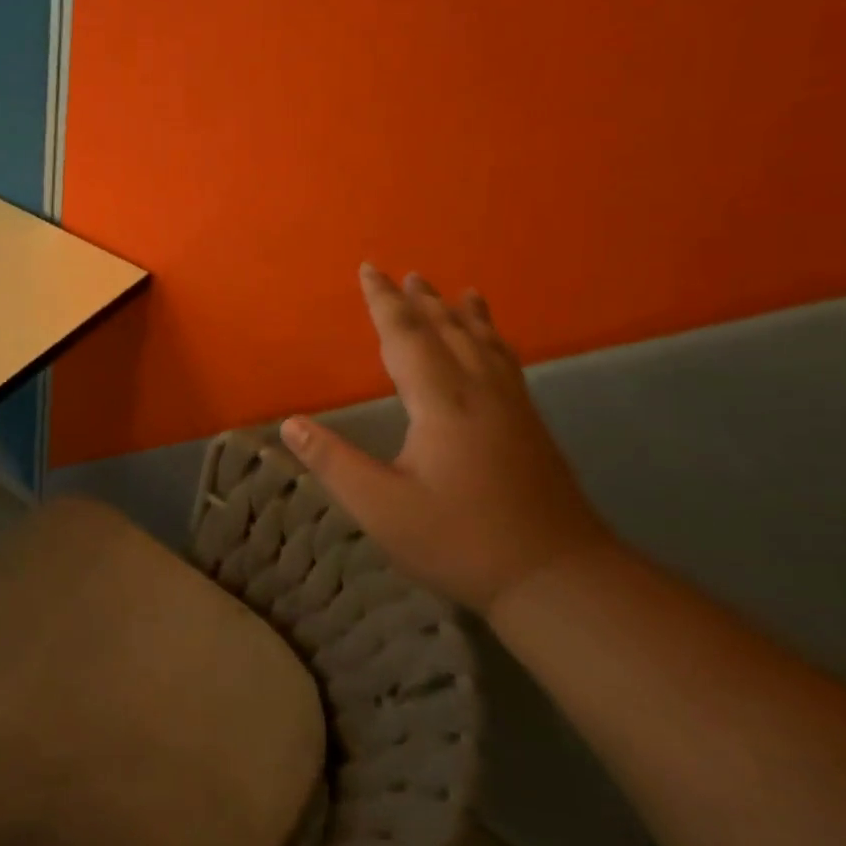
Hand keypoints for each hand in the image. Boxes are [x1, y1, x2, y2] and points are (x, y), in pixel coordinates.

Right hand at [281, 265, 615, 612]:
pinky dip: (494, 339)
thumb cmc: (460, 541)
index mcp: (442, 403)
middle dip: (422, 301)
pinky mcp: (530, 426)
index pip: (406, 336)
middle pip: (448, 331)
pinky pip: (507, 362)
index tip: (369, 270)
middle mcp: (479, 392)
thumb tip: (289, 424)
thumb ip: (334, 463)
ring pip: (484, 343)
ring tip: (455, 291)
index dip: (384, 302)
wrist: (557, 576)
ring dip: (462, 314)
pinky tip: (495, 345)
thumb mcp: (382, 508)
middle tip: (406, 274)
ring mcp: (512, 407)